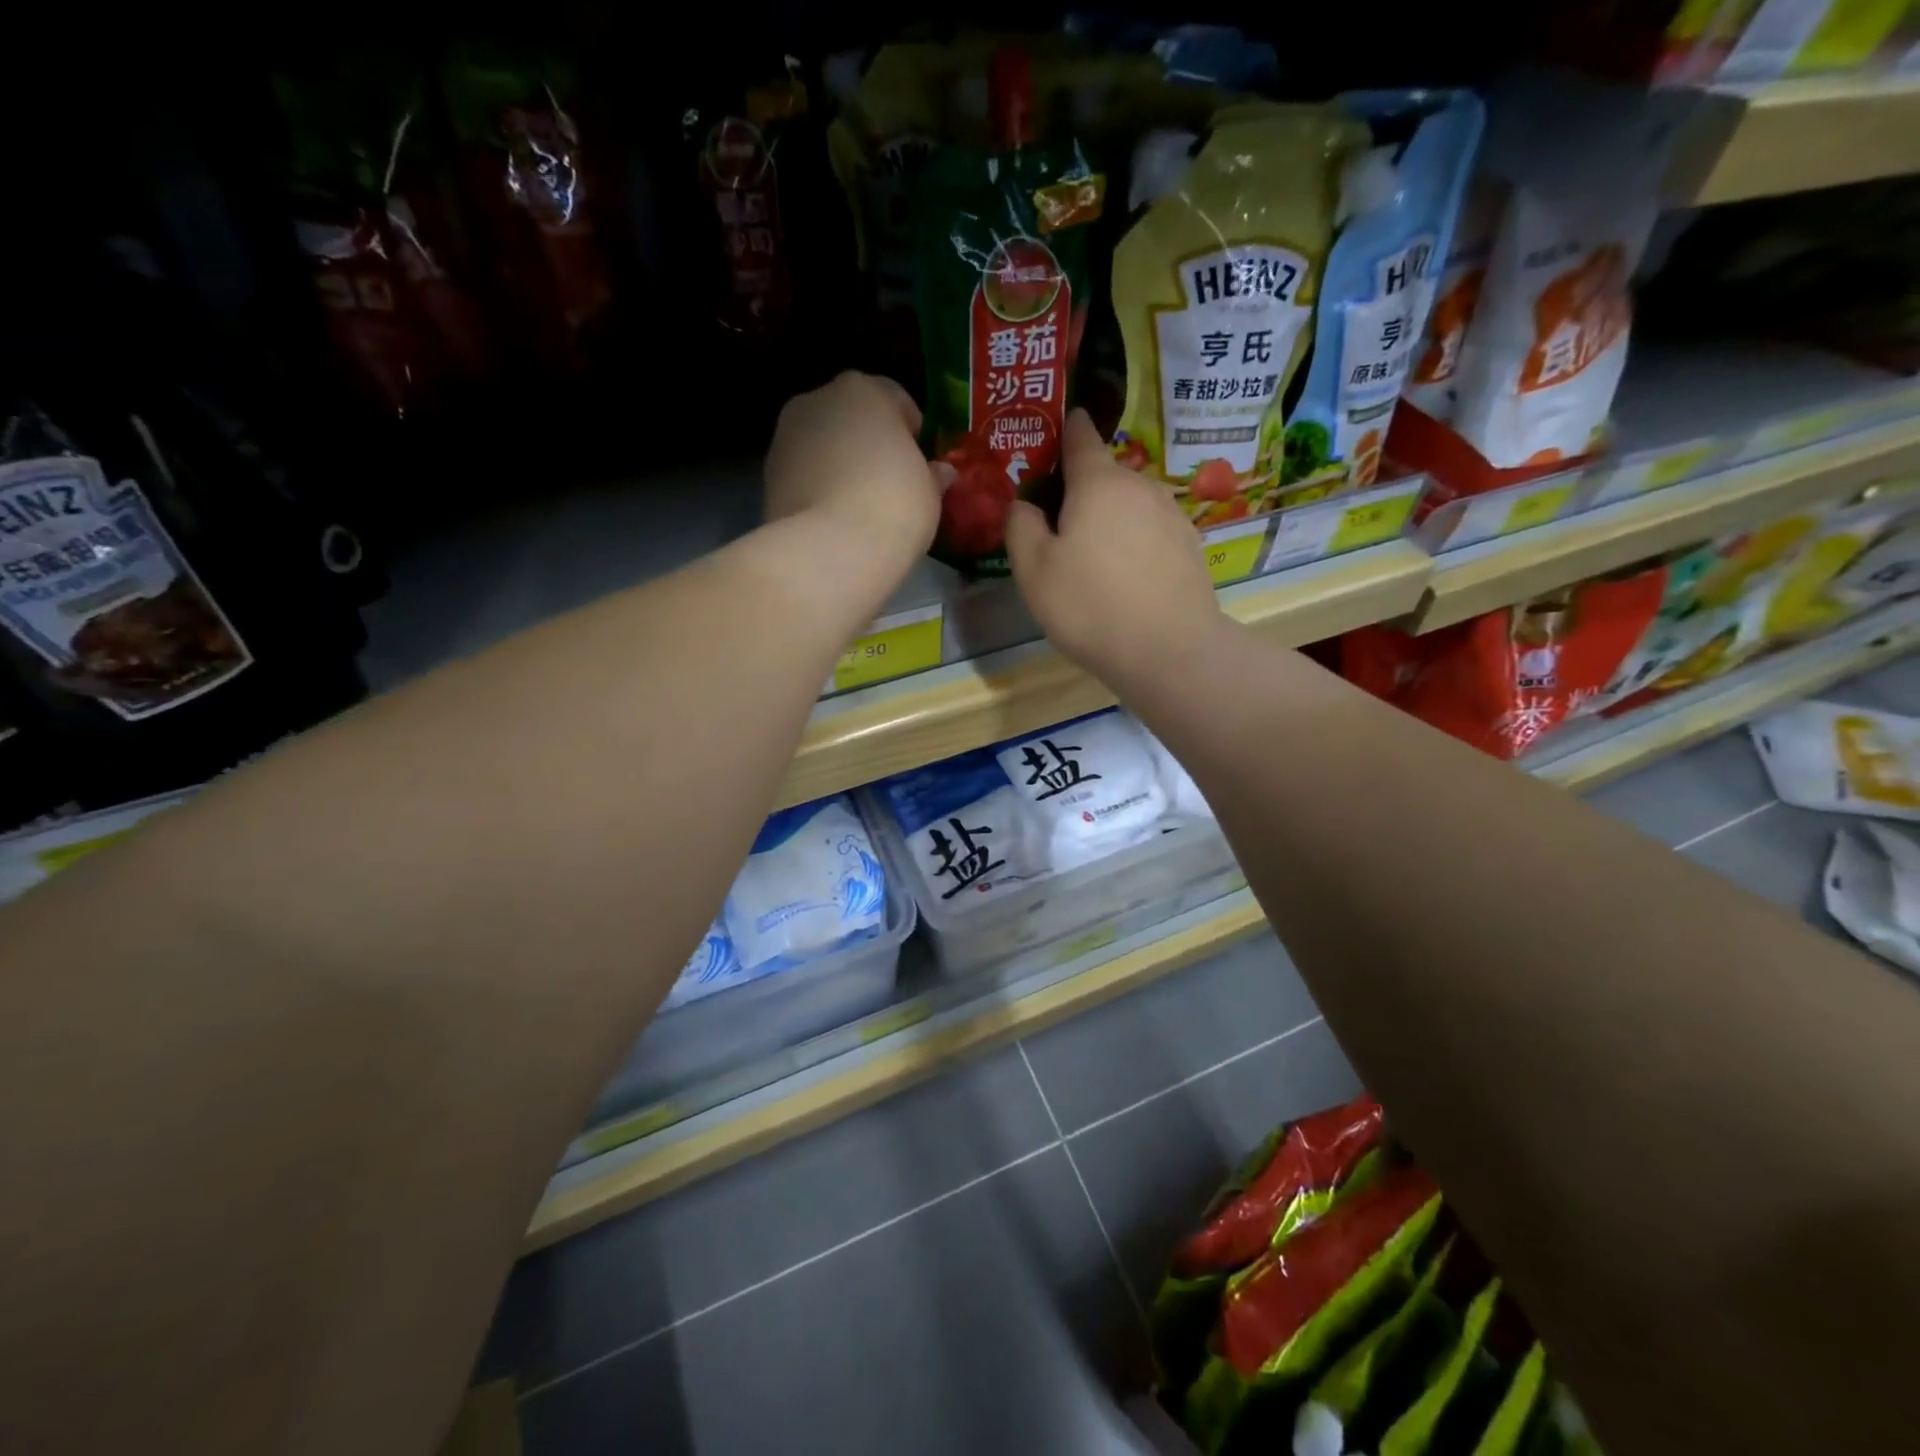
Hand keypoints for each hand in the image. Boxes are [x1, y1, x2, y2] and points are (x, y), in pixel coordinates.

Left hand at [764, 372, 944, 571]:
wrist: (831, 550)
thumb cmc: (894, 506)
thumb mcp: (929, 491)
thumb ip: (932, 475)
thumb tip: (938, 472)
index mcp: (862, 389)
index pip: (894, 399)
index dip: (912, 433)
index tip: (921, 464)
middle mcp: (816, 400)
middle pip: (851, 418)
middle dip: (868, 444)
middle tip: (889, 484)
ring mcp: (785, 437)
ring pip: (822, 445)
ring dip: (838, 465)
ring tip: (859, 506)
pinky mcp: (767, 476)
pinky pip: (804, 475)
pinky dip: (817, 489)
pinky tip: (834, 519)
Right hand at [1006, 411, 1224, 692]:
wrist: (1169, 650)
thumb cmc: (1090, 606)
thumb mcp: (1034, 571)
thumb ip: (1021, 527)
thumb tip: (1025, 505)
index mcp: (1098, 483)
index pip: (1080, 436)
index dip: (1066, 428)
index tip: (1057, 425)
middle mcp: (1140, 486)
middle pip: (1105, 475)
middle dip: (1081, 488)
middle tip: (1058, 520)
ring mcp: (1171, 515)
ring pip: (1130, 504)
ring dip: (1110, 517)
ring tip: (1093, 555)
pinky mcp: (1190, 545)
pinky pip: (1151, 530)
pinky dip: (1135, 541)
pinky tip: (1126, 576)